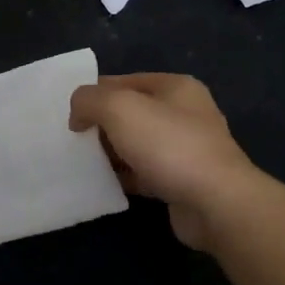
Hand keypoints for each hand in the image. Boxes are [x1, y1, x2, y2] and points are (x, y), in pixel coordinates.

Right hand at [69, 73, 259, 251]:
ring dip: (111, 152)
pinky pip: (144, 172)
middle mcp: (184, 113)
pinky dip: (124, 176)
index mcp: (175, 87)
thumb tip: (78, 114)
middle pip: (130, 113)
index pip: (123, 81)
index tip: (69, 115)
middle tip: (72, 140)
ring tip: (81, 163)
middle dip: (101, 124)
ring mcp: (186, 149)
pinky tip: (102, 184)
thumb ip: (90, 100)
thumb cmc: (168, 145)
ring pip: (136, 144)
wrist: (215, 203)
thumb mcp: (119, 107)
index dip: (94, 94)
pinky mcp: (182, 181)